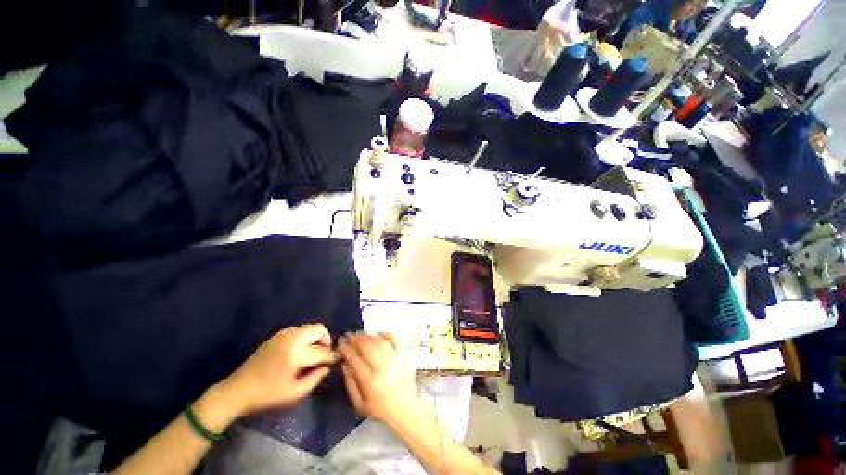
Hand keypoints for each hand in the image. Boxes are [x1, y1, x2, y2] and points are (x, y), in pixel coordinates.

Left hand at [220, 324, 337, 416]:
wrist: (237, 390)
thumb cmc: (267, 395)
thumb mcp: (294, 393)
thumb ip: (315, 378)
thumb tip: (327, 366)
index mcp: (295, 353)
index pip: (322, 350)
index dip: (332, 356)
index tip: (336, 361)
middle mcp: (291, 338)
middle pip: (319, 329)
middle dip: (325, 341)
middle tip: (322, 356)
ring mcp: (283, 334)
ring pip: (310, 328)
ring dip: (315, 339)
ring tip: (311, 355)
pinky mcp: (277, 335)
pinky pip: (299, 330)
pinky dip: (305, 338)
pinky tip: (299, 353)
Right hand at [339, 333, 417, 424]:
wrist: (405, 409)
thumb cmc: (380, 409)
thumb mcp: (360, 404)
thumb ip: (350, 384)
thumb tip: (345, 364)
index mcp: (371, 382)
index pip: (356, 359)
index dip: (347, 350)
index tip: (341, 344)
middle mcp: (383, 368)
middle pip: (367, 347)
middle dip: (356, 339)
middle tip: (348, 336)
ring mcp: (394, 360)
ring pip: (379, 342)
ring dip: (367, 336)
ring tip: (359, 335)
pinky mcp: (402, 356)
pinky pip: (393, 340)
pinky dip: (384, 335)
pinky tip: (376, 335)